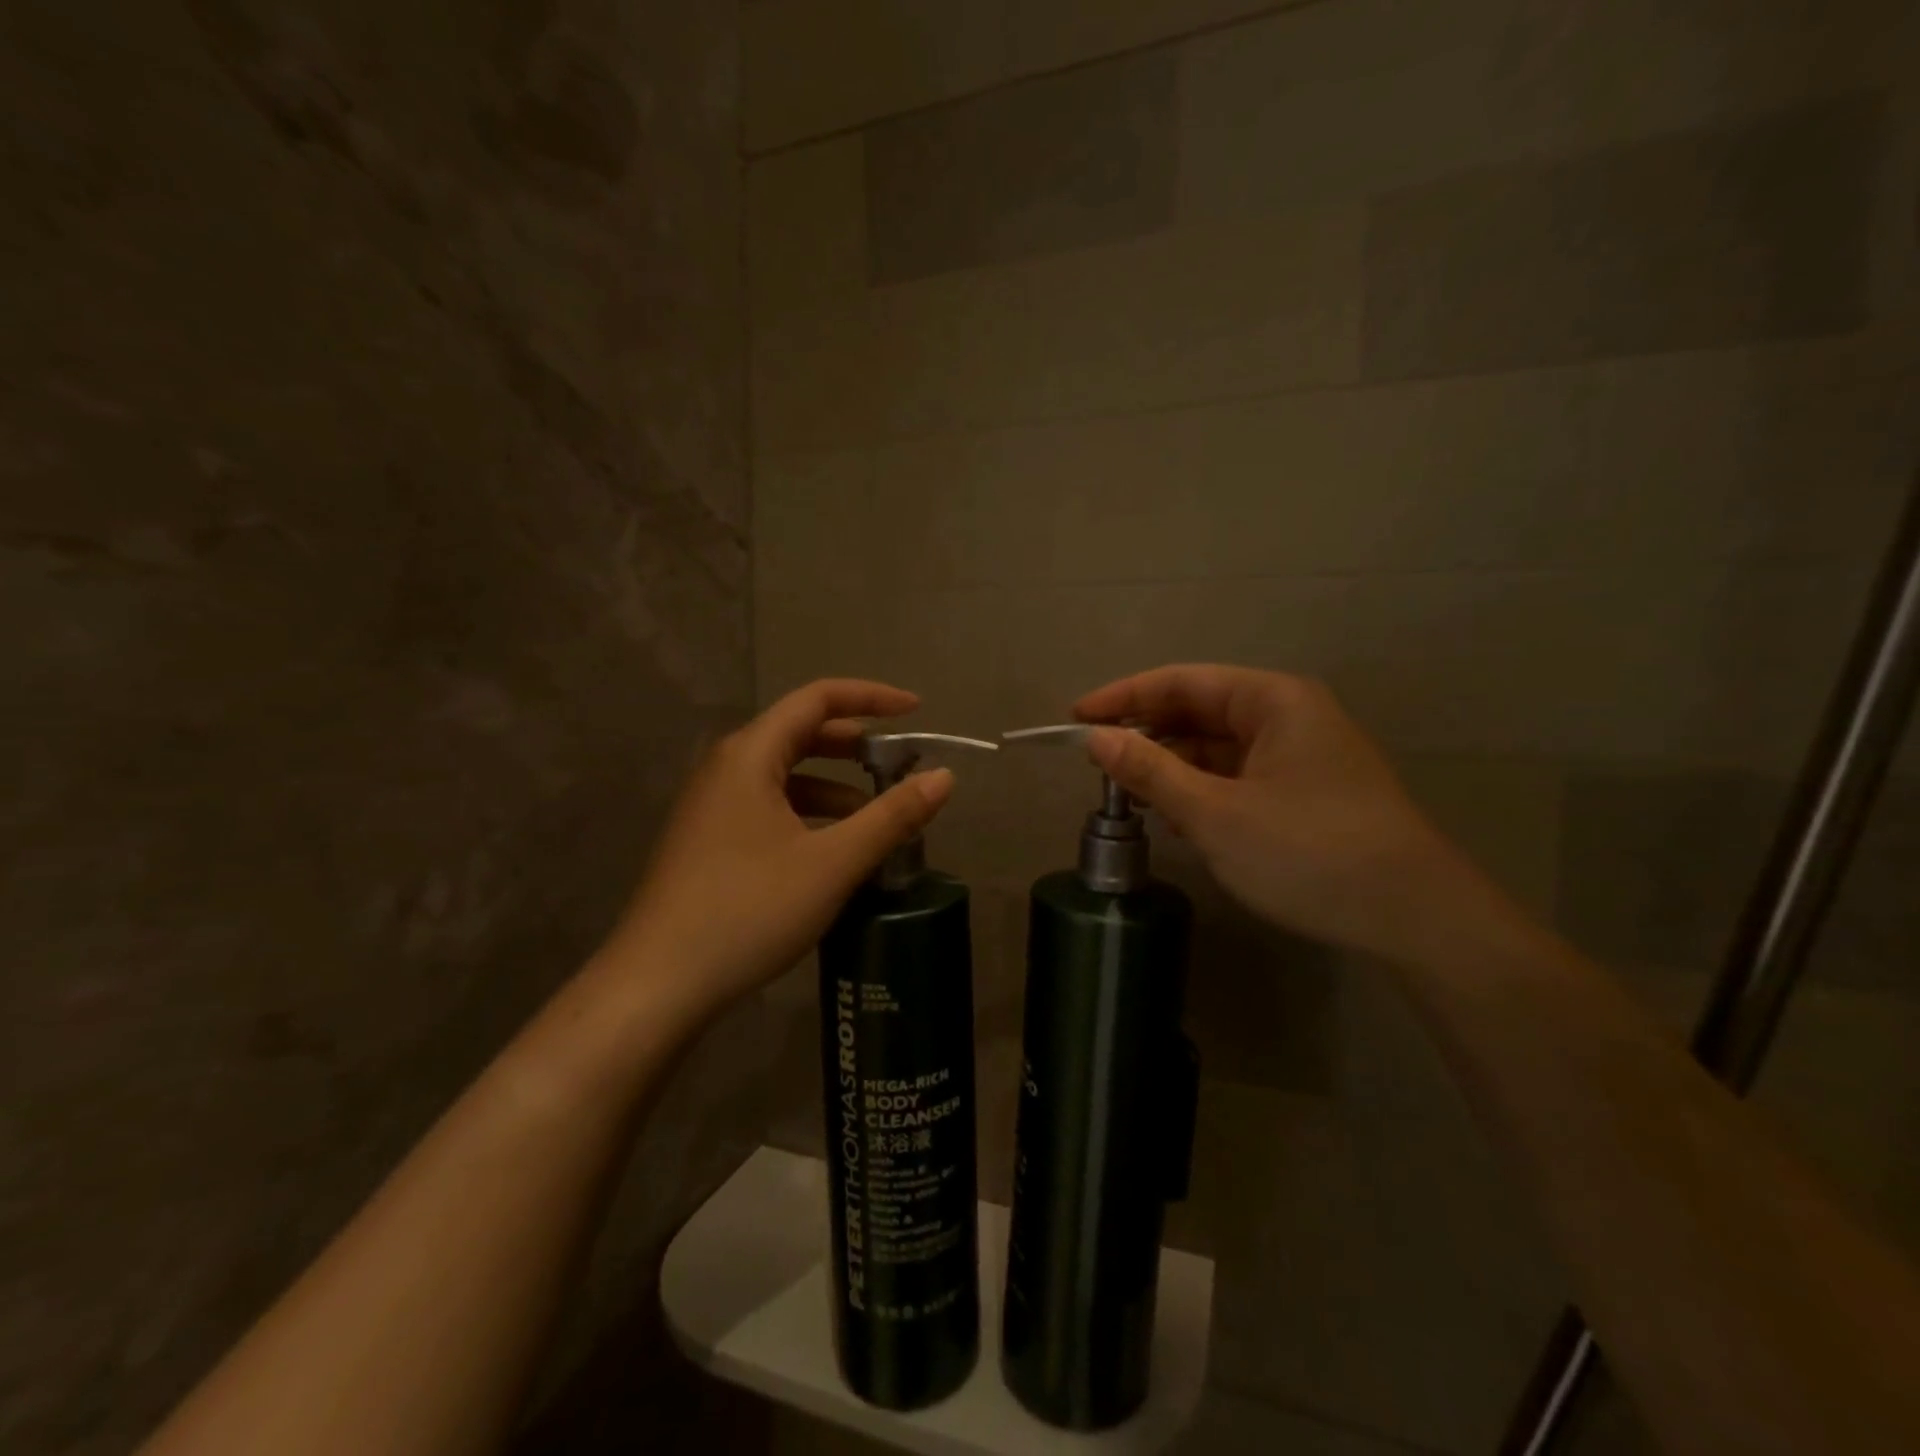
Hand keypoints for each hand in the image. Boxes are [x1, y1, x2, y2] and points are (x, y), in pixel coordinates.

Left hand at [601, 680, 954, 1019]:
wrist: (658, 984)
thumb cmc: (749, 910)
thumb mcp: (832, 863)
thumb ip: (891, 816)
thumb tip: (944, 778)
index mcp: (750, 754)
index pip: (817, 699)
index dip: (871, 697)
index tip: (916, 711)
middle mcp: (726, 768)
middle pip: (800, 734)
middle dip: (855, 745)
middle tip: (901, 766)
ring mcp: (712, 806)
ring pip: (785, 776)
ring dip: (834, 786)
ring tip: (876, 818)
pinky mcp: (708, 840)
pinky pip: (769, 807)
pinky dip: (809, 815)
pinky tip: (833, 851)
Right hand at [1075, 664, 1500, 963]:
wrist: (1415, 918)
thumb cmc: (1309, 852)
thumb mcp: (1216, 813)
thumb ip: (1150, 772)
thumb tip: (1095, 739)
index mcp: (1272, 700)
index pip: (1180, 682)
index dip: (1123, 698)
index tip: (1075, 720)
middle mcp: (1288, 715)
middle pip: (1199, 710)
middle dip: (1146, 734)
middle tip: (1096, 763)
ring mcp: (1301, 755)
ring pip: (1217, 746)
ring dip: (1172, 766)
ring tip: (1128, 794)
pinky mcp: (1307, 791)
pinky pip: (1238, 775)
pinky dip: (1201, 790)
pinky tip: (1175, 817)